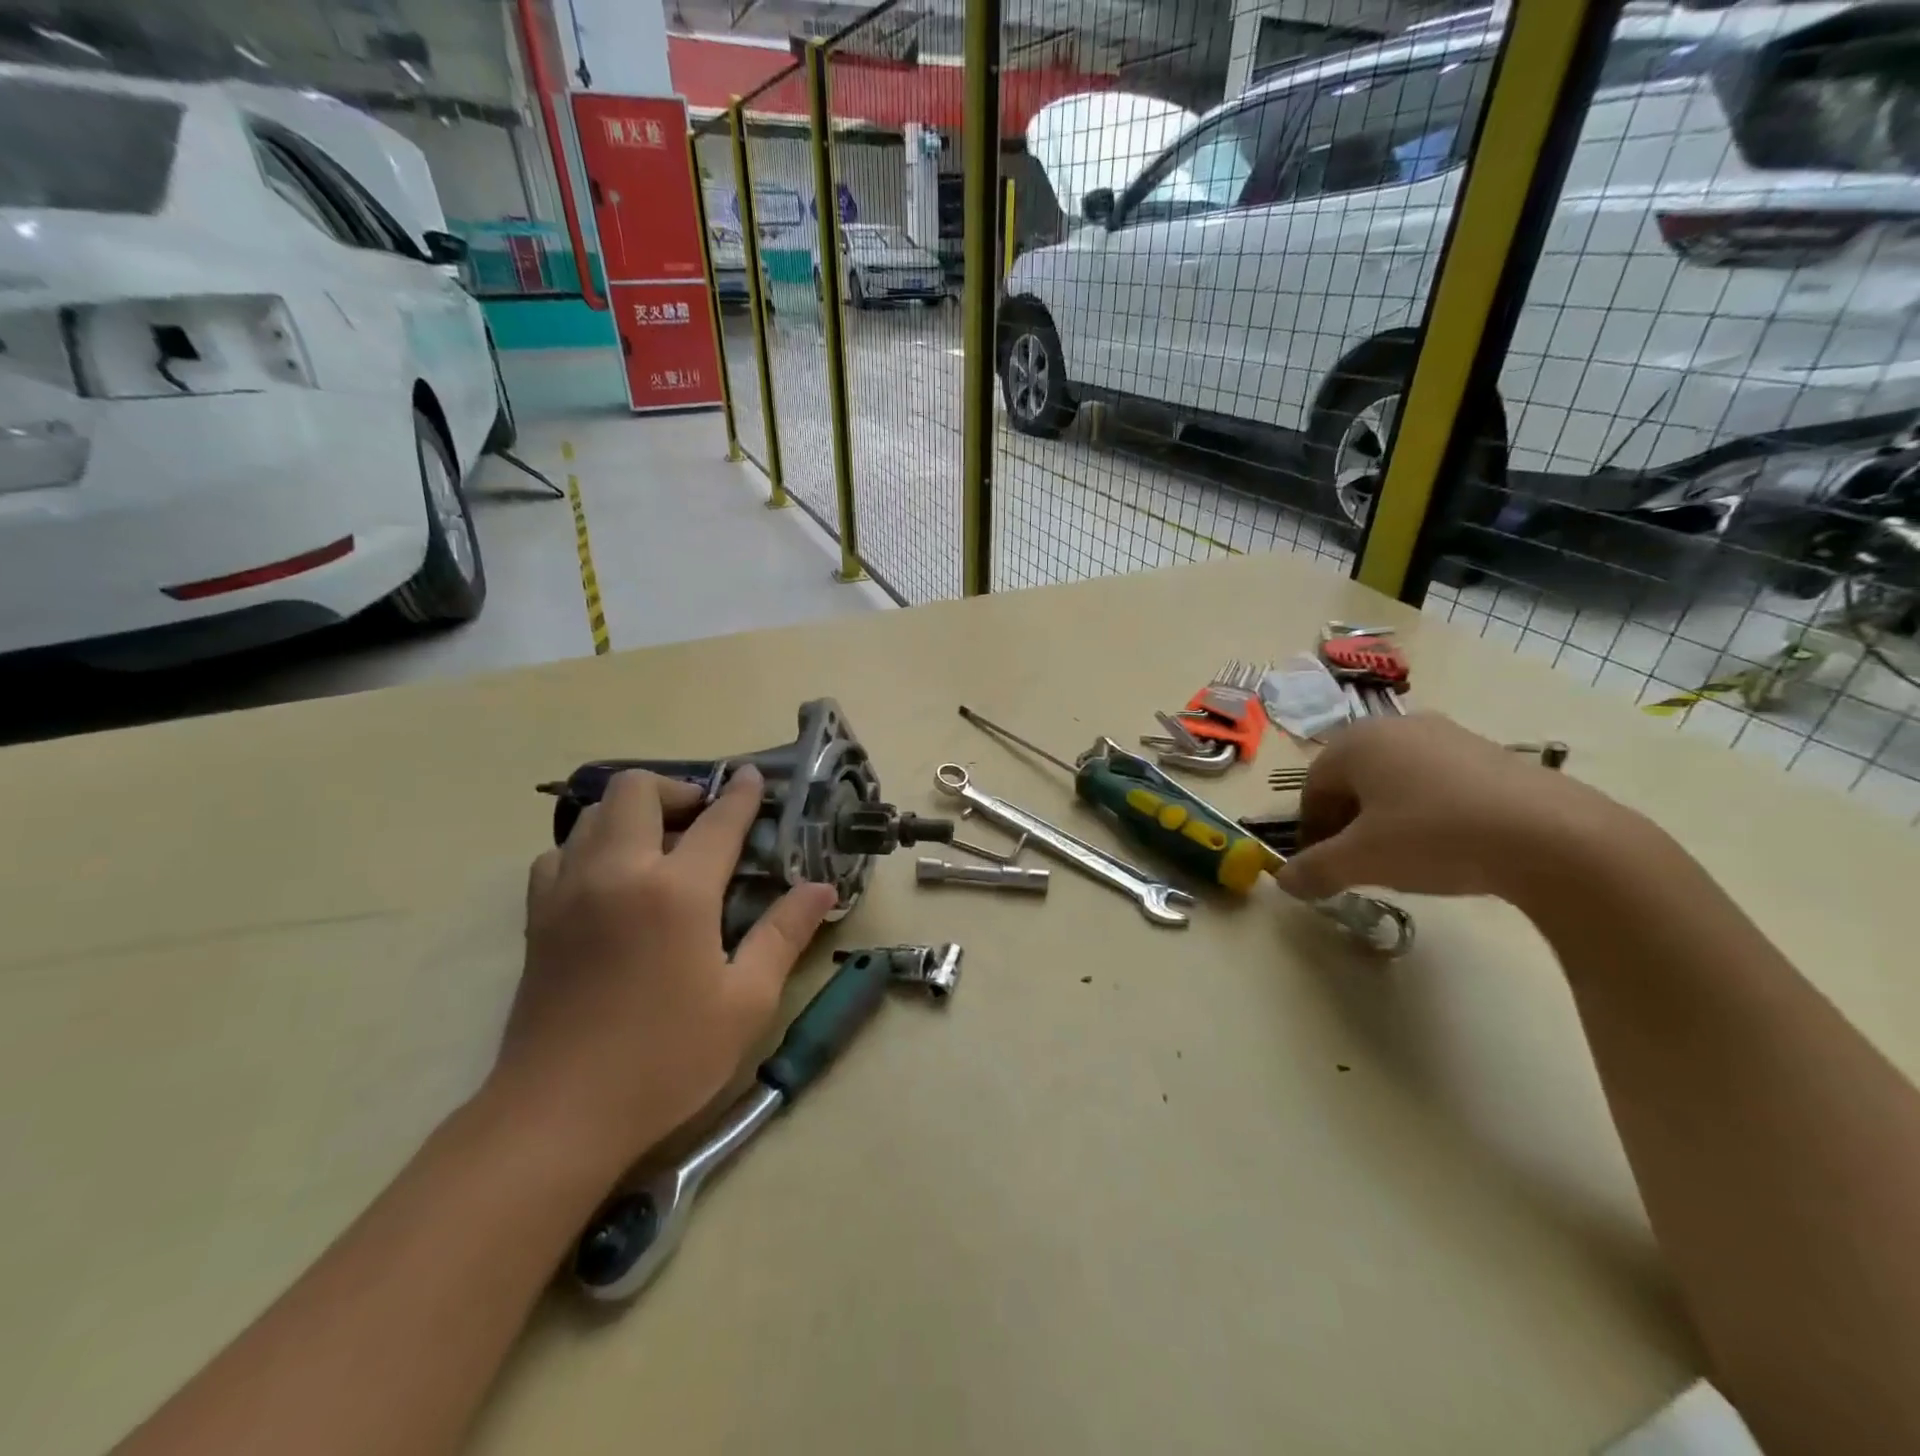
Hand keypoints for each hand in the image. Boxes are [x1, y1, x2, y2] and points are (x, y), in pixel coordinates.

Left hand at [491, 767, 837, 1172]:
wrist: (558, 1115)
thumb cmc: (666, 1059)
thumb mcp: (746, 1001)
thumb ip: (784, 934)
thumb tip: (822, 889)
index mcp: (675, 891)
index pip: (717, 822)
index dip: (742, 795)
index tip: (754, 777)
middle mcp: (617, 872)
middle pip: (636, 790)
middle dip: (675, 789)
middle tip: (703, 819)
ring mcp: (568, 890)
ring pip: (591, 814)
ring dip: (631, 814)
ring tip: (660, 847)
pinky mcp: (537, 916)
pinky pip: (559, 853)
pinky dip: (590, 847)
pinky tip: (612, 882)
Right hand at [1272, 713, 1627, 902]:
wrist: (1553, 837)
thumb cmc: (1434, 837)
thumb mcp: (1362, 861)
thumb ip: (1314, 870)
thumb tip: (1283, 882)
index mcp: (1355, 743)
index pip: (1312, 787)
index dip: (1311, 830)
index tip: (1323, 866)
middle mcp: (1395, 727)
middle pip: (1351, 779)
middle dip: (1347, 822)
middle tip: (1359, 862)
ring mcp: (1446, 735)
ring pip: (1393, 779)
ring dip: (1385, 817)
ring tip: (1404, 856)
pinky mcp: (1488, 752)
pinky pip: (1435, 780)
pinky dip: (1426, 810)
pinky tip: (1448, 843)